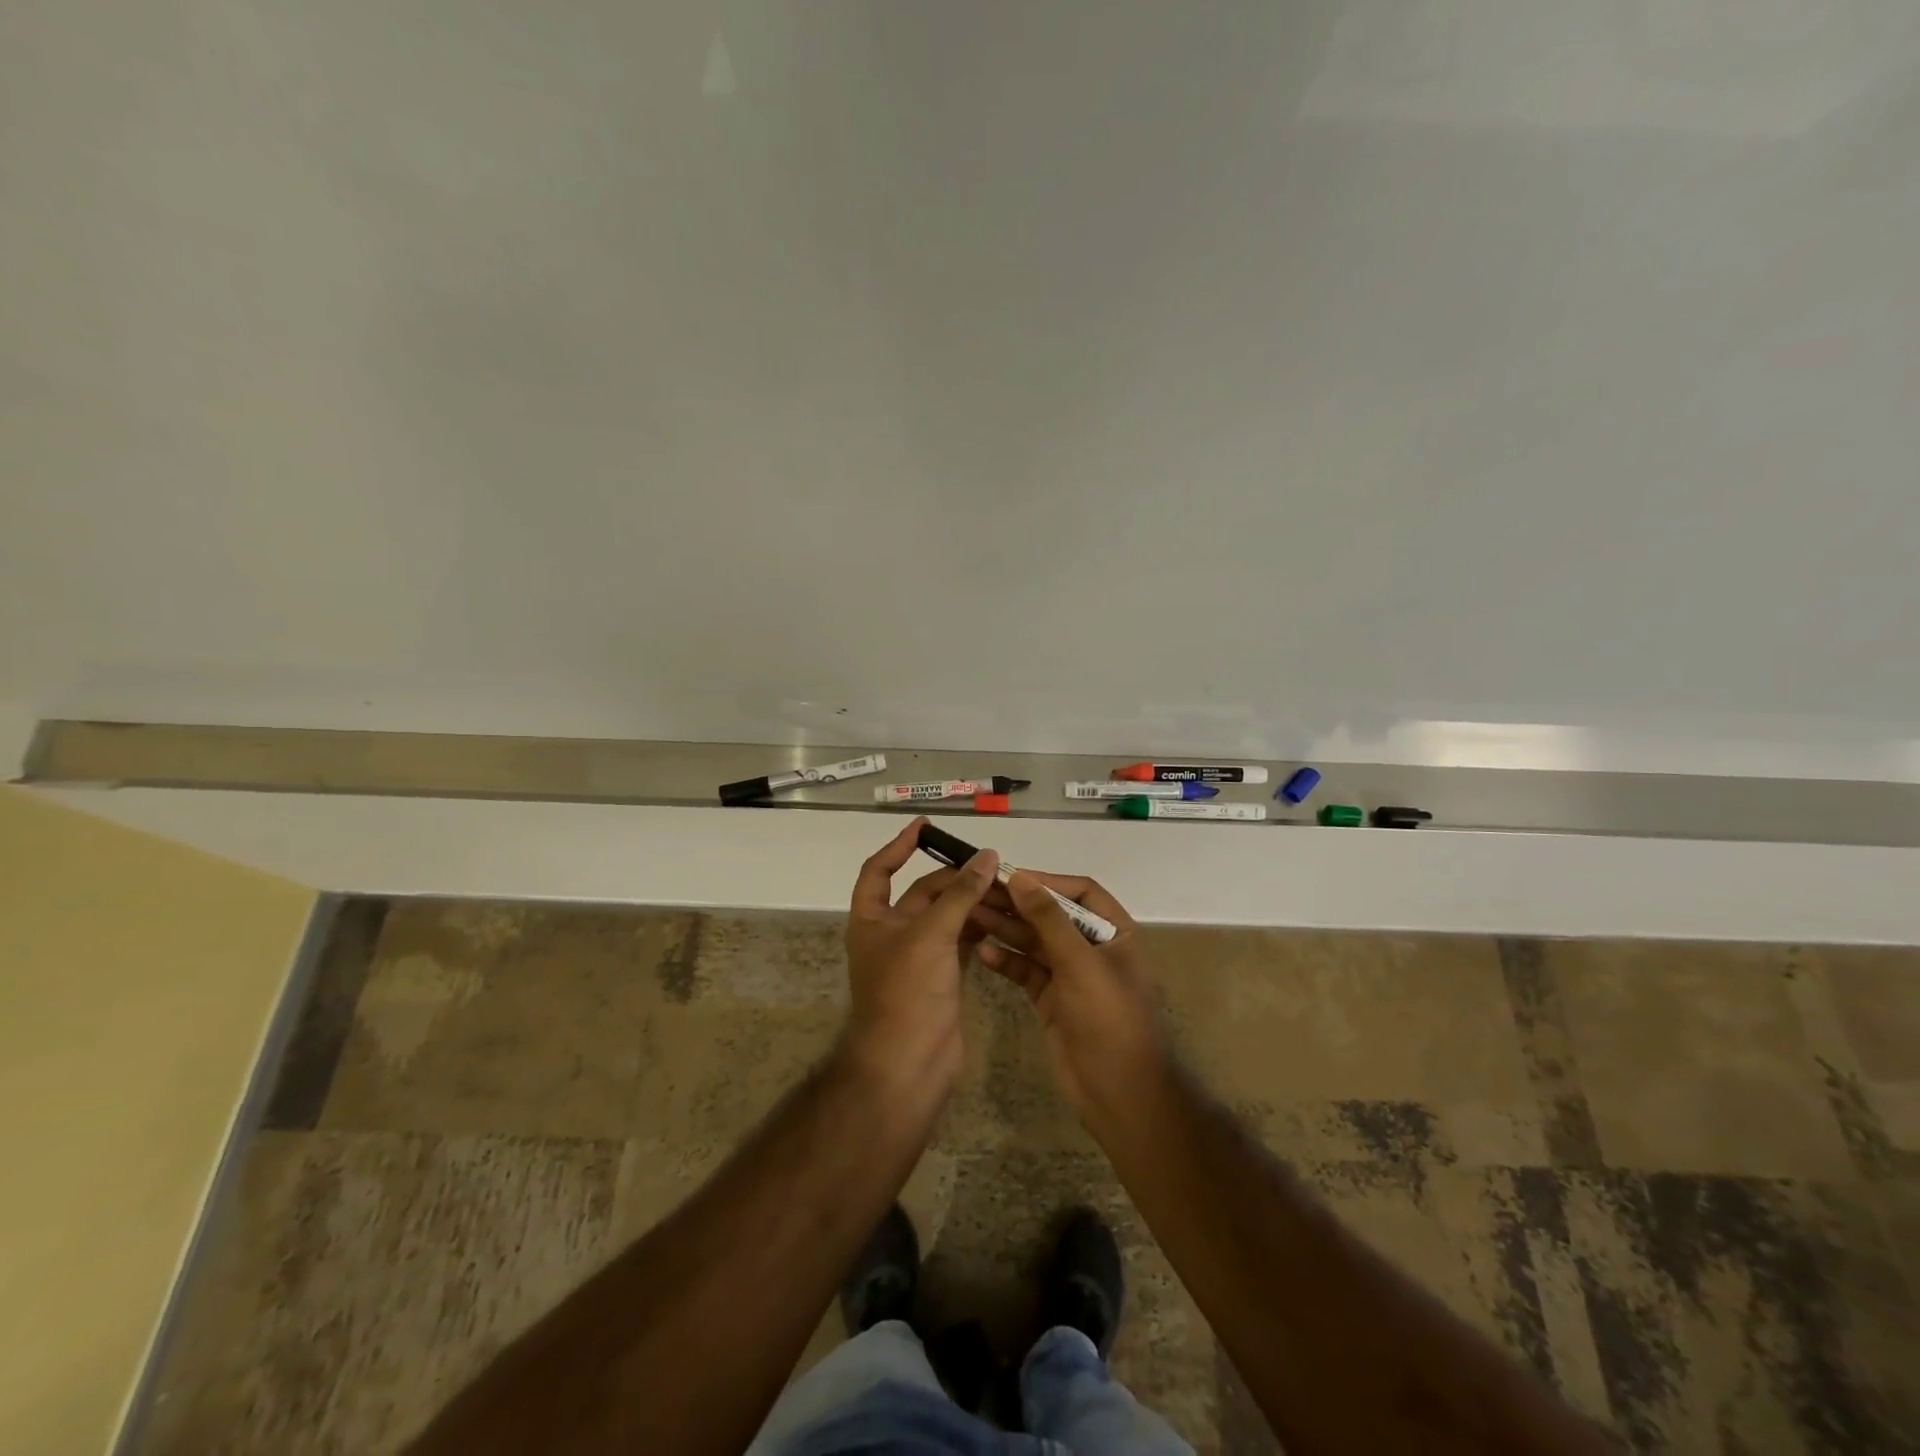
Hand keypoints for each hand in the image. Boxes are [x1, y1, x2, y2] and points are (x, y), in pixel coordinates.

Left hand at [842, 817, 1000, 1103]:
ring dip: (971, 903)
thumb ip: (961, 894)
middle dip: (953, 878)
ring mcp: (917, 958)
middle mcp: (891, 934)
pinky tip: (1003, 918)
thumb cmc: (907, 991)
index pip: (879, 870)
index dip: (900, 846)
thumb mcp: (931, 933)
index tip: (926, 826)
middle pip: (923, 894)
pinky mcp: (940, 977)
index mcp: (871, 919)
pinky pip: (960, 941)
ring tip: (1005, 887)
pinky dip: (979, 928)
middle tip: (990, 864)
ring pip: (946, 918)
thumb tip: (987, 856)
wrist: (908, 1064)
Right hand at [972, 871, 1171, 1126]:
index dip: (1046, 882)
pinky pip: (1026, 971)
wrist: (1119, 1093)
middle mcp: (1093, 948)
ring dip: (1006, 929)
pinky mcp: (1051, 999)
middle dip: (1018, 905)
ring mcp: (1071, 975)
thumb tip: (1020, 878)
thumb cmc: (1108, 1018)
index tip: (1009, 877)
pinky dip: (1007, 961)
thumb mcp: (1080, 963)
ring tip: (972, 916)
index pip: (1080, 892)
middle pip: (1052, 915)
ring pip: (1035, 942)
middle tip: (978, 894)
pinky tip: (983, 952)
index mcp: (1115, 932)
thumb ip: (1048, 919)